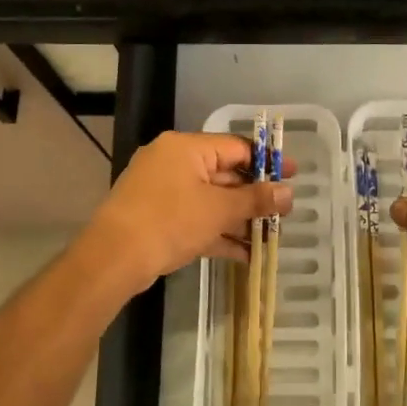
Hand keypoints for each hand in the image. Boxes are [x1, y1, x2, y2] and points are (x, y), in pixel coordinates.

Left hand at [86, 132, 294, 294]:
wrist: (114, 258)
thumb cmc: (170, 221)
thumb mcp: (219, 209)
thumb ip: (255, 200)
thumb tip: (289, 193)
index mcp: (186, 148)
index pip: (235, 147)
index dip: (266, 161)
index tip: (292, 174)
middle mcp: (173, 163)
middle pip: (224, 174)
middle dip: (253, 196)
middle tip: (283, 211)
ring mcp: (163, 192)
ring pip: (210, 201)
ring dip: (238, 219)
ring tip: (269, 236)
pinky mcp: (157, 219)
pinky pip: (195, 219)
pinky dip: (218, 233)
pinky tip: (244, 254)